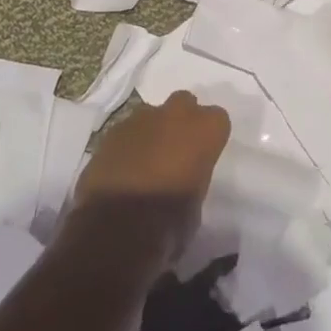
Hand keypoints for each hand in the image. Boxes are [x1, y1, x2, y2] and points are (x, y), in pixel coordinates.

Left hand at [70, 91, 230, 262]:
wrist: (117, 228)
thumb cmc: (169, 222)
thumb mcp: (197, 203)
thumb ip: (194, 176)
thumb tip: (184, 178)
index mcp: (204, 130)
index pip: (218, 118)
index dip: (210, 136)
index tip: (205, 154)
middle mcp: (174, 114)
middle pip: (185, 103)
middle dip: (182, 120)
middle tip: (177, 149)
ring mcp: (140, 119)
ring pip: (153, 114)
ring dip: (153, 131)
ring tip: (147, 161)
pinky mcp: (112, 131)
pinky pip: (127, 130)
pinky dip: (129, 144)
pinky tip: (124, 168)